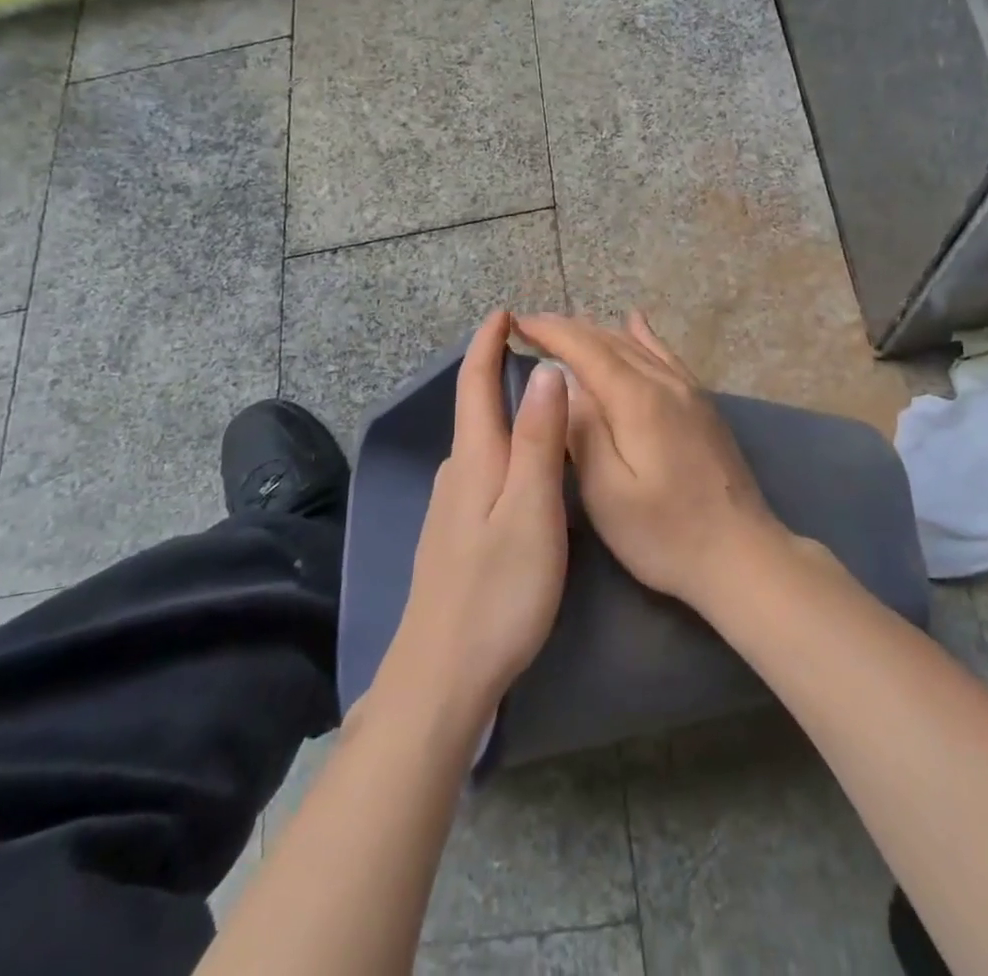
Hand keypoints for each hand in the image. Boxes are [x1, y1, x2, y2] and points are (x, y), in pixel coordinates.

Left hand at [379, 310, 569, 722]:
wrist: (441, 676)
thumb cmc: (498, 590)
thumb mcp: (532, 510)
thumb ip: (540, 440)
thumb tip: (545, 369)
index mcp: (475, 459)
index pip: (476, 384)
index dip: (487, 344)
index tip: (503, 311)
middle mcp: (456, 473)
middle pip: (474, 408)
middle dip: (495, 370)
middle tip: (532, 348)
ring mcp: (450, 508)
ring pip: (478, 441)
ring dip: (499, 408)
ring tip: (534, 397)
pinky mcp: (454, 536)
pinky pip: (480, 469)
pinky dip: (501, 445)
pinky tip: (518, 465)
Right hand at [516, 311, 780, 611]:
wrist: (741, 554)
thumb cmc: (665, 534)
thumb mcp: (607, 493)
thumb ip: (583, 431)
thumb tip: (562, 383)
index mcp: (637, 400)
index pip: (586, 349)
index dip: (550, 332)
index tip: (518, 323)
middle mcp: (665, 383)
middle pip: (610, 342)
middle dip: (568, 329)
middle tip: (531, 326)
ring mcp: (689, 391)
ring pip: (637, 346)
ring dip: (598, 332)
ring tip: (566, 328)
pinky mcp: (702, 405)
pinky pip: (666, 356)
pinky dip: (642, 337)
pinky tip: (635, 322)